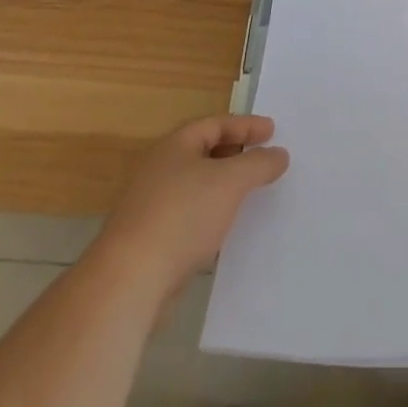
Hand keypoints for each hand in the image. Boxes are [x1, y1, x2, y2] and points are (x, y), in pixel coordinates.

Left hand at [93, 115, 289, 303]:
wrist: (128, 281)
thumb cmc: (182, 216)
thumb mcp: (230, 182)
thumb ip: (258, 164)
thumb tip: (279, 154)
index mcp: (176, 146)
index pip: (216, 124)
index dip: (246, 126)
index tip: (273, 131)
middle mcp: (160, 169)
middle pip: (204, 152)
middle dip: (235, 154)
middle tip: (262, 159)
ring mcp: (151, 205)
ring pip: (196, 186)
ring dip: (222, 187)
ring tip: (249, 195)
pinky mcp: (149, 240)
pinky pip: (188, 216)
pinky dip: (210, 215)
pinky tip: (223, 232)